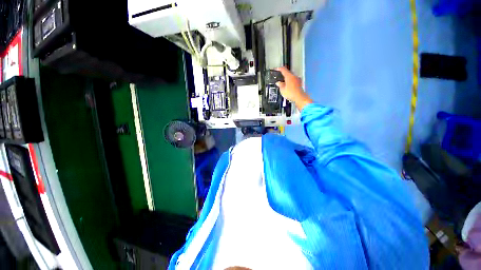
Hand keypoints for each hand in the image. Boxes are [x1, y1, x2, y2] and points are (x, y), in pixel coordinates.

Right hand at [275, 67, 312, 110]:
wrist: (299, 97)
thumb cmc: (291, 93)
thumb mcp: (282, 89)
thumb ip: (280, 85)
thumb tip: (278, 83)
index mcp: (289, 76)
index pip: (283, 70)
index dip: (279, 69)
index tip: (276, 69)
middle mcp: (294, 76)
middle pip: (288, 73)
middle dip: (283, 75)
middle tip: (279, 77)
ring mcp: (297, 79)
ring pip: (291, 77)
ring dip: (287, 79)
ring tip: (283, 83)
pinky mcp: (299, 83)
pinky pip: (293, 81)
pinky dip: (290, 82)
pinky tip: (288, 86)